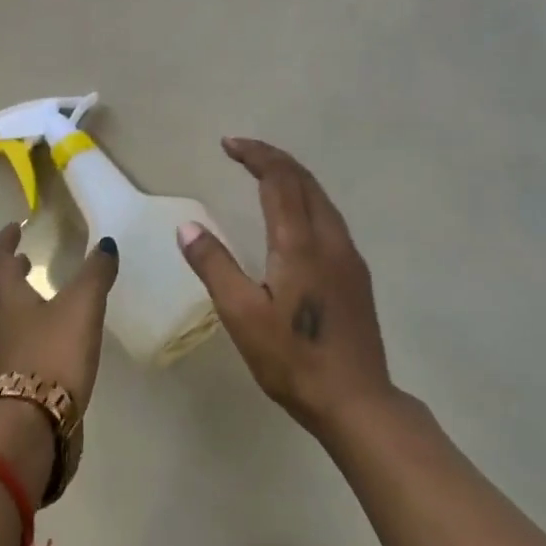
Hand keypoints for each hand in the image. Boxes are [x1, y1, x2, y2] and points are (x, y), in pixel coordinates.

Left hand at [0, 222, 119, 413]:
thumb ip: (94, 274)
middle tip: (24, 264)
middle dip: (7, 273)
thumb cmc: (52, 355)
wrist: (25, 428)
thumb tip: (106, 244)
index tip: (16, 227)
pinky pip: (0, 348)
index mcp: (3, 296)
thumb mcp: (82, 308)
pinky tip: (37, 346)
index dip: (5, 240)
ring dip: (9, 305)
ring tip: (33, 303)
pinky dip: (14, 335)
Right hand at [176, 138, 392, 434]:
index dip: (255, 155)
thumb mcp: (242, 316)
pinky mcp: (356, 274)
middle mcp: (329, 239)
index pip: (279, 180)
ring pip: (321, 197)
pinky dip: (306, 199)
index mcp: (300, 243)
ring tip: (264, 174)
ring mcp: (348, 256)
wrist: (357, 401)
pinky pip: (329, 217)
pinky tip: (294, 216)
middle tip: (241, 151)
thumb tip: (187, 226)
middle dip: (273, 159)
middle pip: (304, 180)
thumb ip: (214, 266)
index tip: (229, 144)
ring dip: (292, 177)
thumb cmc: (293, 360)